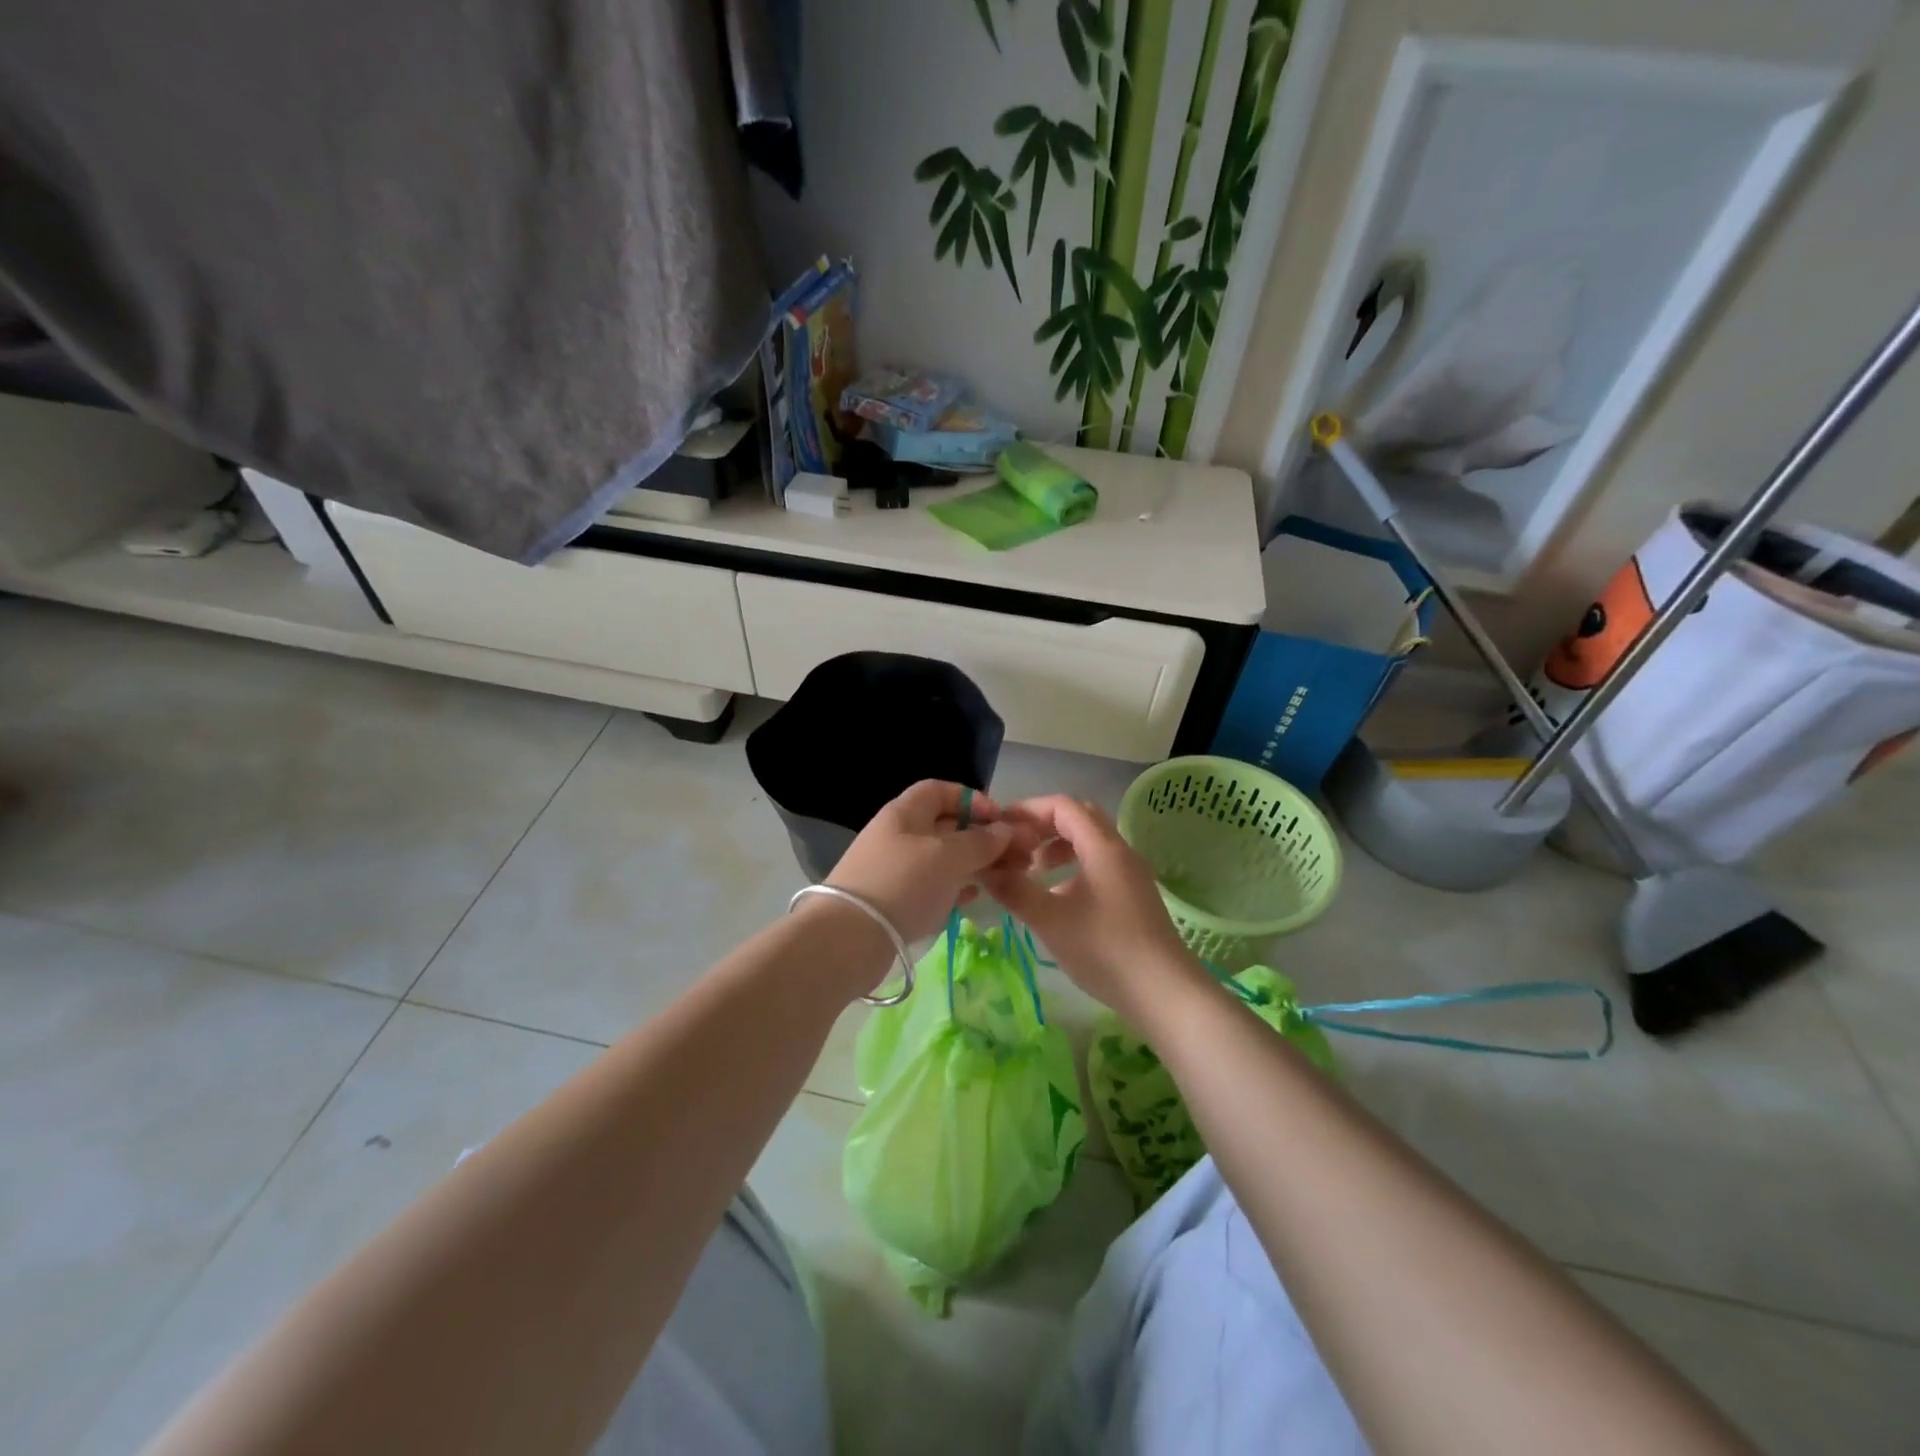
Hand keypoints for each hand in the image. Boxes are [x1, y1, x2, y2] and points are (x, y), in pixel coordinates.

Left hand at [826, 780, 1023, 943]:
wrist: (850, 938)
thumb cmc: (903, 883)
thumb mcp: (949, 856)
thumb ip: (981, 841)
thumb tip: (1005, 830)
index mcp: (905, 812)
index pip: (940, 790)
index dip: (972, 799)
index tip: (999, 819)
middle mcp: (899, 835)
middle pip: (945, 825)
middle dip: (981, 836)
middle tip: (1014, 854)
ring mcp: (895, 869)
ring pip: (942, 858)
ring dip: (973, 863)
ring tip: (1002, 876)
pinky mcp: (895, 900)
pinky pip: (932, 885)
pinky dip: (955, 887)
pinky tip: (974, 897)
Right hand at [979, 795, 1202, 1022]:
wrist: (1164, 993)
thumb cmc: (1105, 949)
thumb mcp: (1050, 920)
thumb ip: (1014, 890)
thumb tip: (983, 868)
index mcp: (1103, 846)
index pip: (1062, 805)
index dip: (1028, 810)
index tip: (1000, 827)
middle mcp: (1120, 851)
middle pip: (1078, 818)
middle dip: (1042, 826)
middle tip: (1015, 846)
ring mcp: (1130, 874)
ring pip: (1089, 842)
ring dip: (1057, 847)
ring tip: (1032, 871)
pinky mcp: (1134, 896)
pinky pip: (1098, 864)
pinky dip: (1072, 867)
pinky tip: (1056, 897)